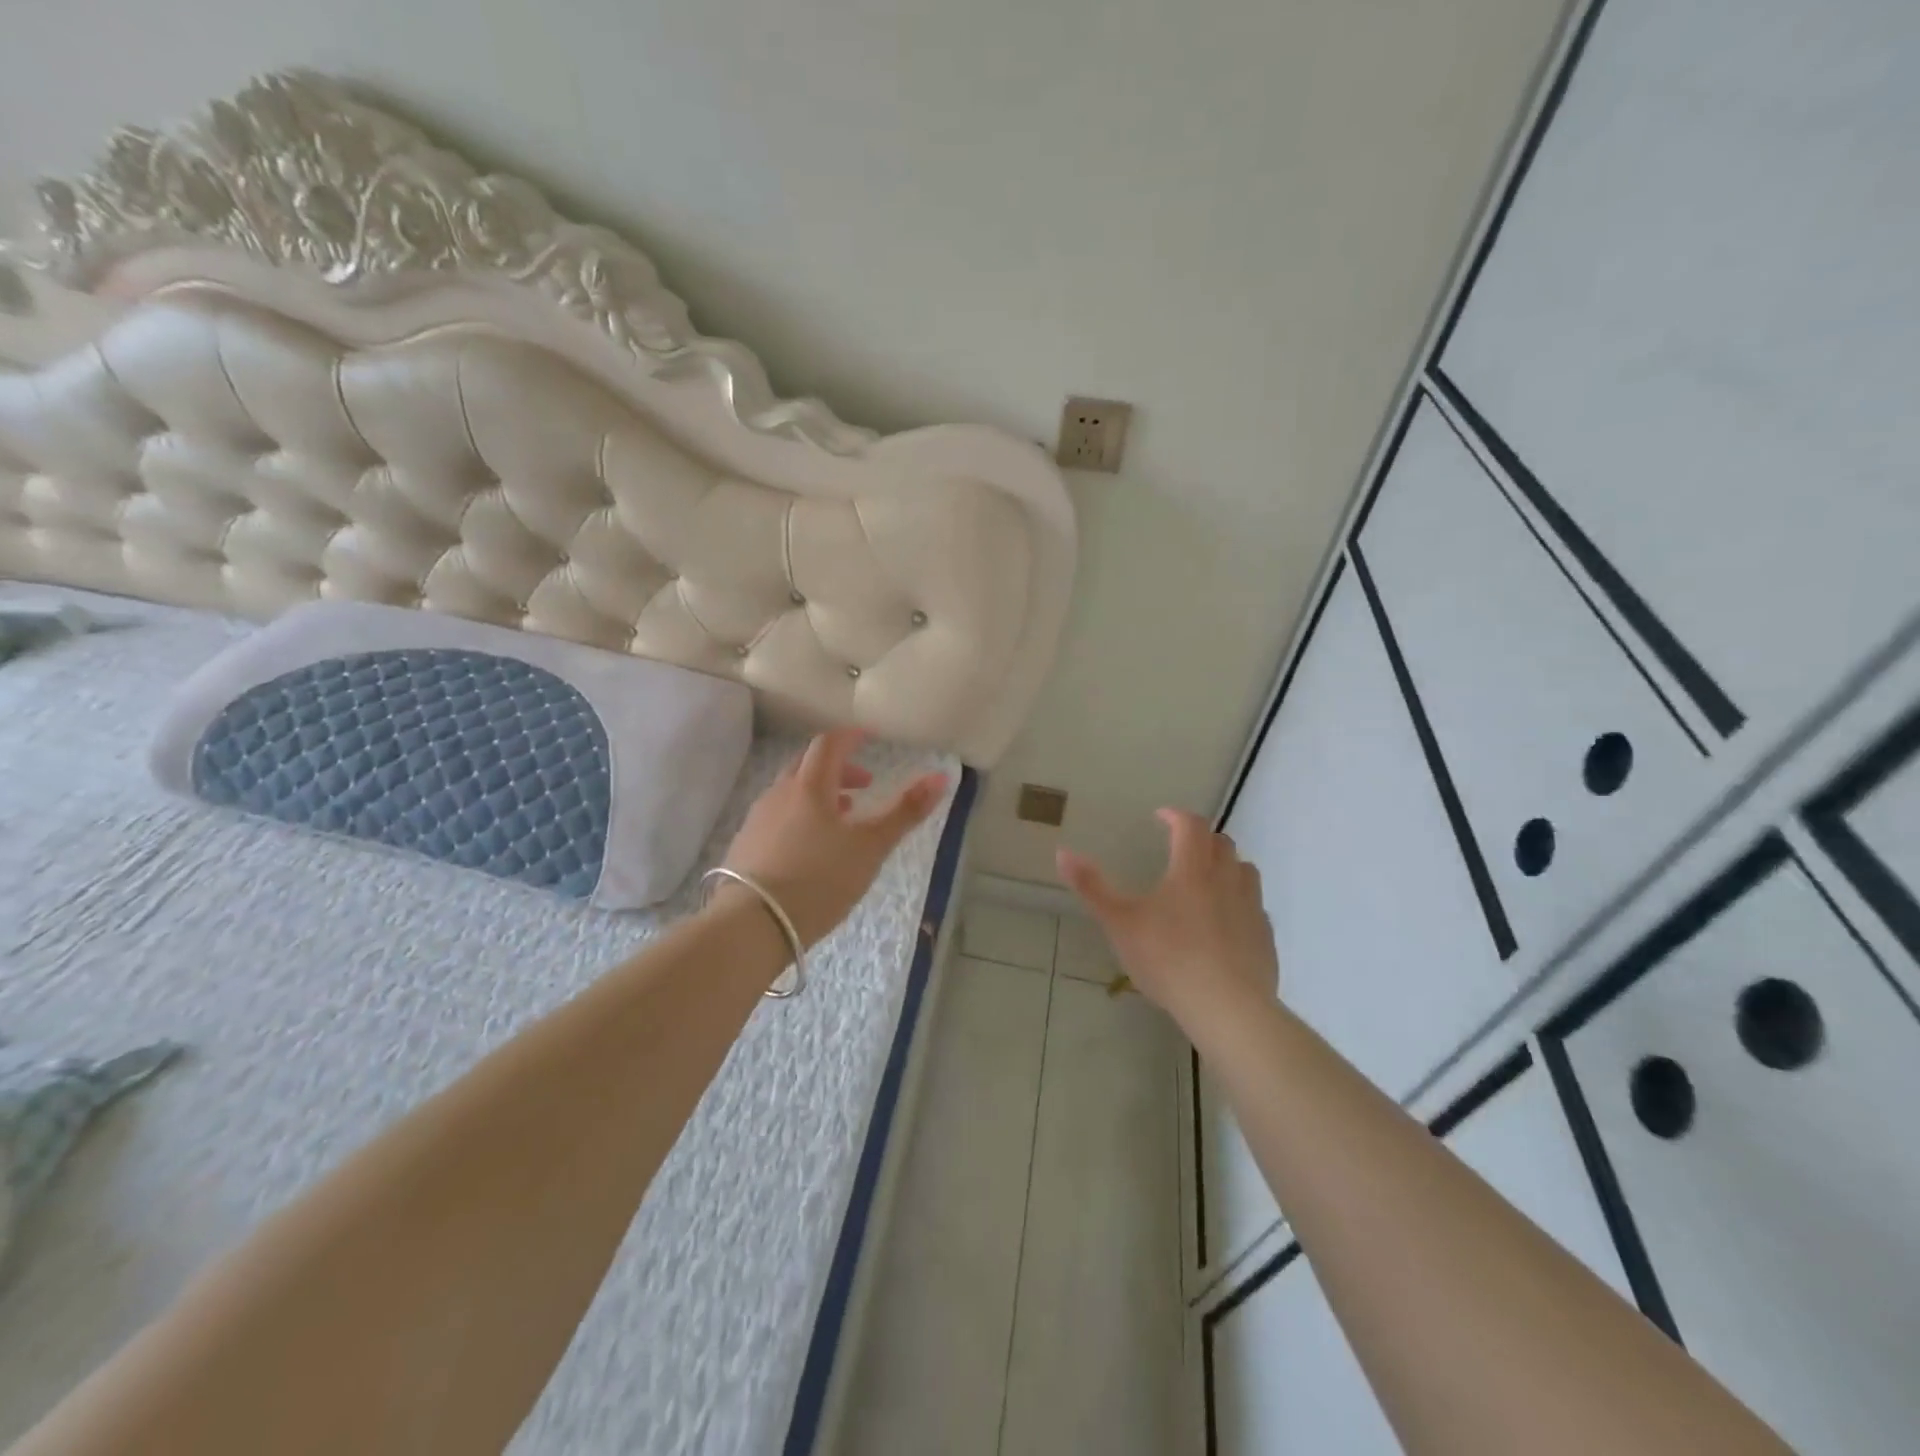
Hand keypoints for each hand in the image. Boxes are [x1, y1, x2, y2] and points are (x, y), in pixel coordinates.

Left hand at [719, 728, 948, 947]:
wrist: (751, 924)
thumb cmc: (819, 880)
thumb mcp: (871, 847)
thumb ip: (905, 812)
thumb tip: (941, 776)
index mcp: (810, 786)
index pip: (829, 744)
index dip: (851, 737)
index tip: (870, 737)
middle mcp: (779, 793)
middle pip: (808, 764)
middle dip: (838, 767)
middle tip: (865, 784)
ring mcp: (758, 819)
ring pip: (791, 792)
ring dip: (820, 795)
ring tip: (843, 819)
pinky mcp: (746, 845)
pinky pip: (778, 816)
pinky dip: (800, 816)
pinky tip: (811, 847)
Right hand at [1057, 808, 1278, 1032]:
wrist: (1227, 1008)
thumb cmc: (1168, 959)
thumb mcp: (1119, 923)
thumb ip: (1091, 887)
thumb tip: (1063, 853)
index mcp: (1192, 870)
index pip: (1191, 825)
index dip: (1176, 815)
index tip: (1161, 817)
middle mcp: (1227, 879)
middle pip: (1222, 843)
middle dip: (1201, 839)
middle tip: (1181, 849)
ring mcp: (1252, 908)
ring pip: (1245, 871)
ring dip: (1226, 867)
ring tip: (1206, 882)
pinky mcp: (1265, 937)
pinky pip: (1254, 907)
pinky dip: (1239, 903)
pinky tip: (1224, 925)